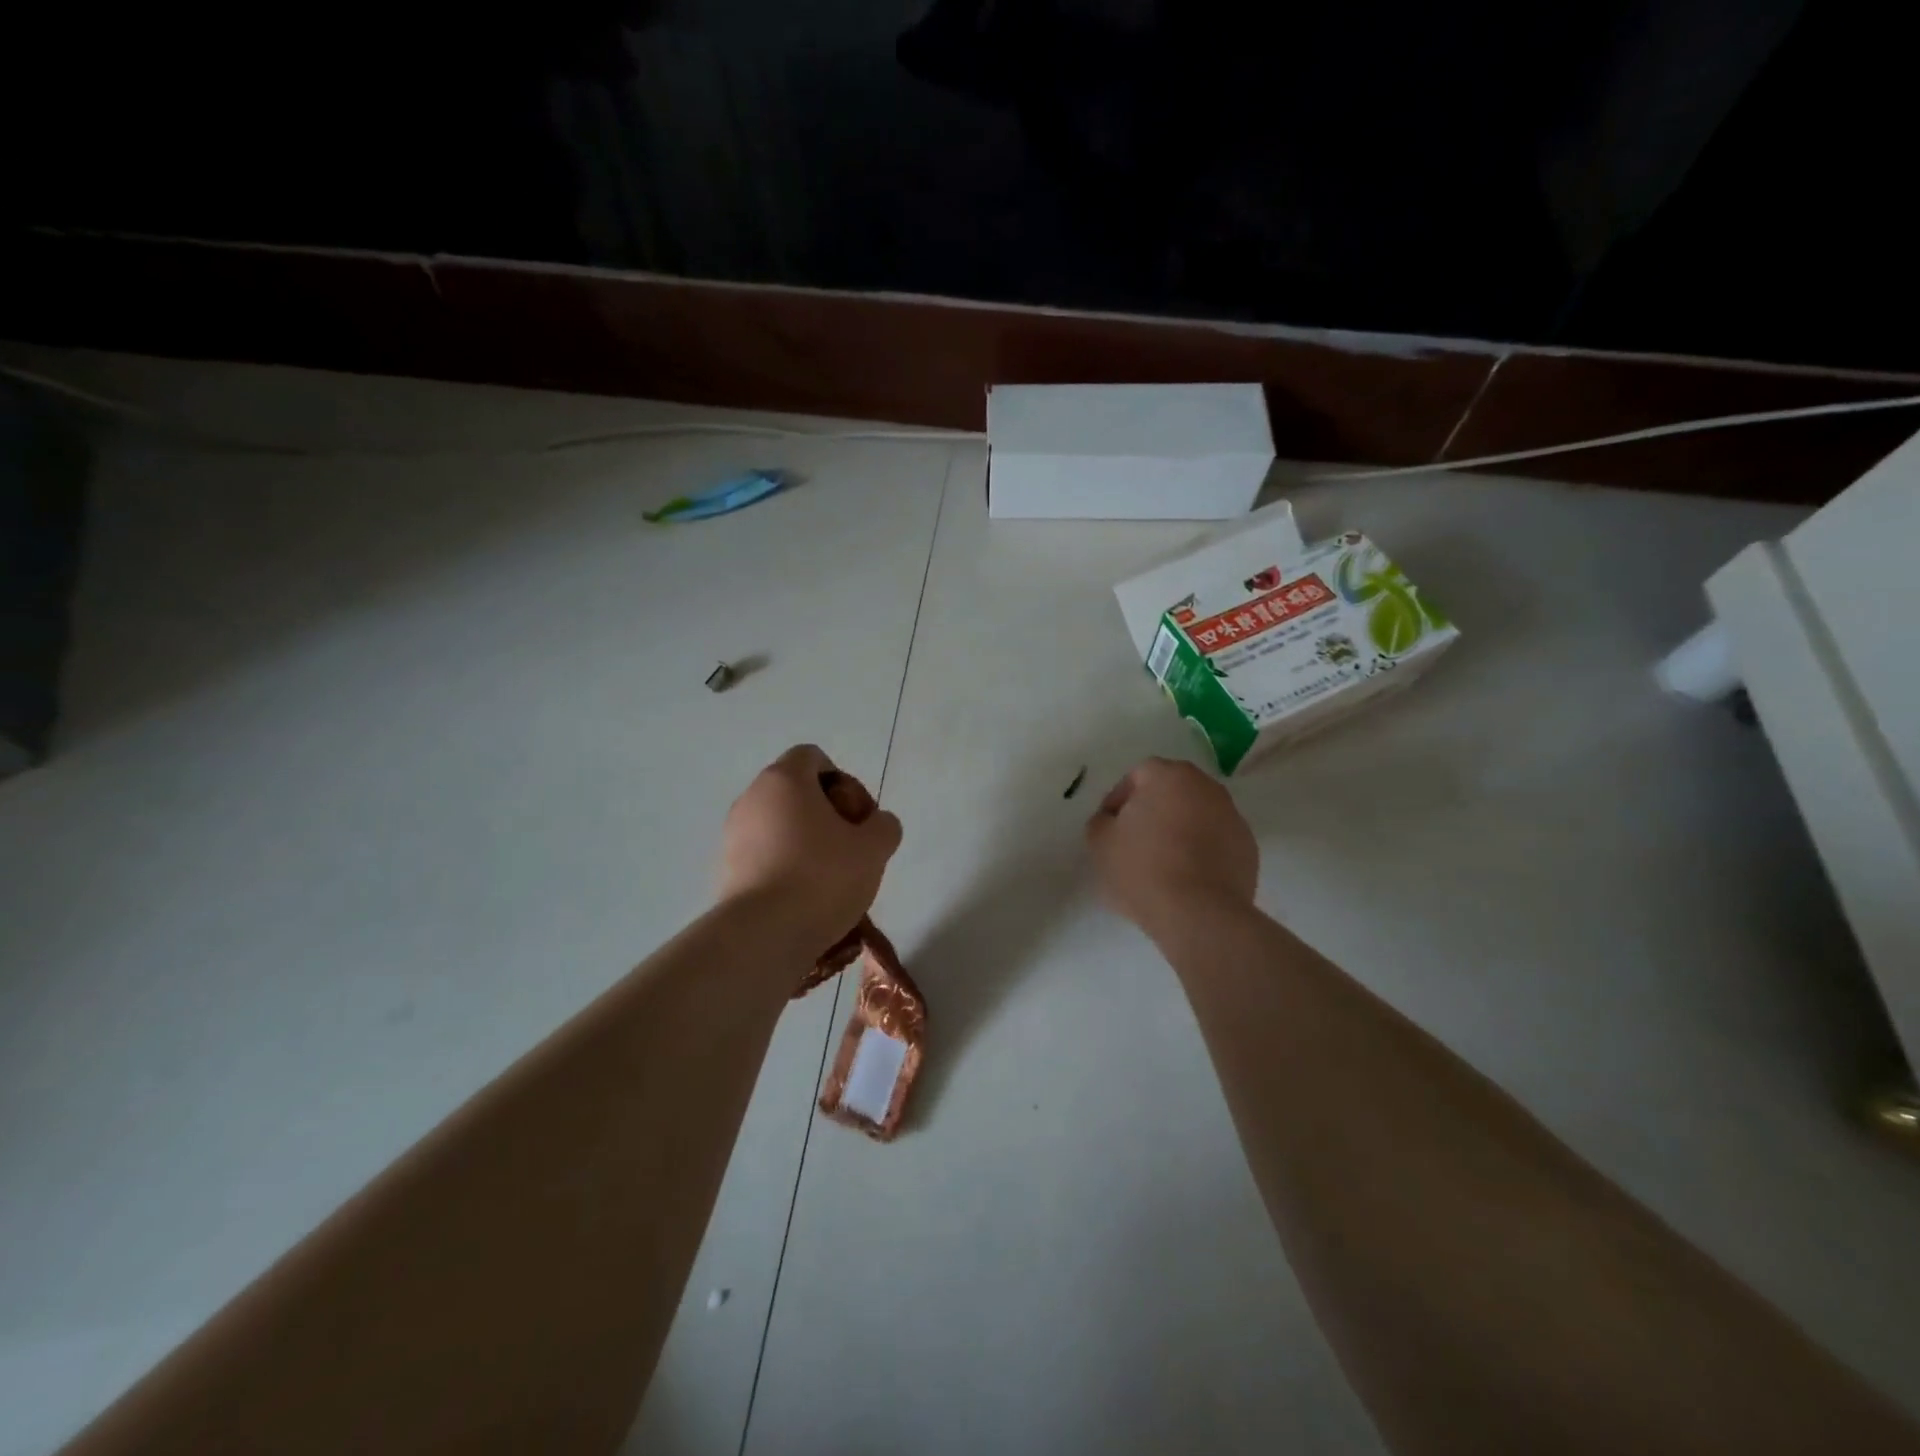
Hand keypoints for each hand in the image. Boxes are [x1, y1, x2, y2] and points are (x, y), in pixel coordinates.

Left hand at [718, 745, 901, 949]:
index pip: (813, 756)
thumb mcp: (874, 848)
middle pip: (797, 791)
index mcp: (784, 780)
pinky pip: (765, 854)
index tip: (857, 816)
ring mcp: (734, 834)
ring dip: (807, 841)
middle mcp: (752, 798)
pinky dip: (786, 866)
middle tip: (851, 847)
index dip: (843, 781)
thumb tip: (877, 824)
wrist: (763, 935)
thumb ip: (884, 826)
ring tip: (831, 878)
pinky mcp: (726, 869)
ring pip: (781, 825)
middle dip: (828, 814)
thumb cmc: (822, 877)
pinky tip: (805, 897)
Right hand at [1085, 757, 1257, 933]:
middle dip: (1153, 811)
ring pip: (1197, 815)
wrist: (1199, 914)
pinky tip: (1188, 878)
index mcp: (1169, 776)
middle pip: (1172, 792)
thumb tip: (1113, 820)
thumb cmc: (1143, 869)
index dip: (1119, 800)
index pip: (1138, 776)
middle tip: (1135, 842)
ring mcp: (1232, 816)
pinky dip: (1203, 850)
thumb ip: (1101, 821)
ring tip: (1163, 863)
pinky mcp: (1248, 847)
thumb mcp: (1100, 842)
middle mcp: (1206, 786)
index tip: (1111, 828)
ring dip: (1180, 829)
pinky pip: (1217, 840)